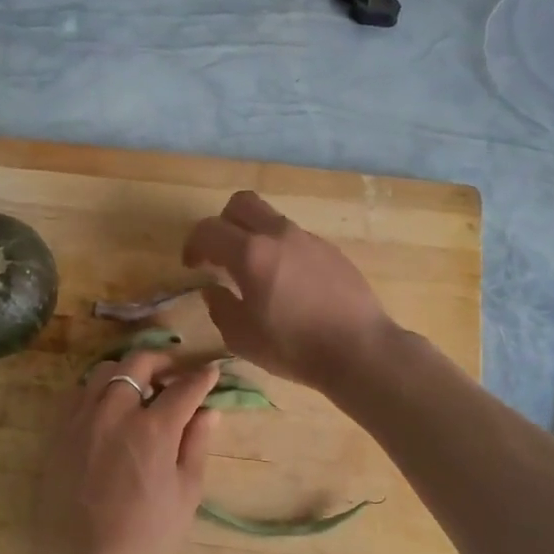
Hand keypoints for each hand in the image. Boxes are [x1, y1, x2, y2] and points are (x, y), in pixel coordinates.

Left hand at [7, 348, 221, 553]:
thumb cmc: (144, 538)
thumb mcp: (185, 495)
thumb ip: (196, 445)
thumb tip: (208, 412)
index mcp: (153, 429)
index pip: (184, 387)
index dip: (202, 377)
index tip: (212, 371)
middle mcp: (115, 411)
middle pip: (139, 362)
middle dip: (163, 361)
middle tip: (175, 375)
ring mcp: (82, 418)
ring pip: (105, 370)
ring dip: (128, 371)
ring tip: (140, 389)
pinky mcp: (58, 431)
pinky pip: (79, 392)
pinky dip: (98, 389)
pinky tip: (108, 408)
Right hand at [183, 191, 396, 391]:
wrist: (360, 349)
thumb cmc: (294, 347)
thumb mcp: (242, 338)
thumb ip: (220, 308)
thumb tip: (214, 291)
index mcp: (250, 254)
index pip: (208, 230)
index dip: (193, 245)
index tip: (193, 266)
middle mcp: (279, 235)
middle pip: (241, 204)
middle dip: (223, 224)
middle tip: (221, 254)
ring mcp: (308, 239)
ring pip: (271, 219)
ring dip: (254, 236)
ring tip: (256, 273)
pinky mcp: (331, 250)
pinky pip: (295, 238)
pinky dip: (281, 250)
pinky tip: (288, 284)